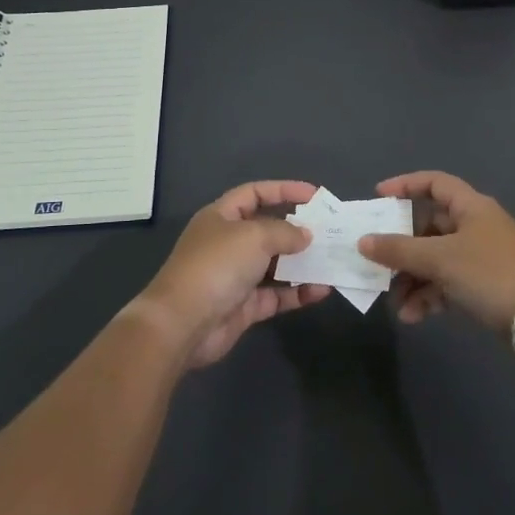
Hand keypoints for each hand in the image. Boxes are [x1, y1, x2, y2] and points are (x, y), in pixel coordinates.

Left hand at [140, 181, 330, 366]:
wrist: (182, 323)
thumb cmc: (216, 265)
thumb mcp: (254, 236)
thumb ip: (285, 232)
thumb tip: (306, 236)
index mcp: (221, 216)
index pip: (255, 193)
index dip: (283, 190)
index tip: (314, 195)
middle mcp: (228, 243)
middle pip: (268, 229)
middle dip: (297, 229)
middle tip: (330, 231)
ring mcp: (236, 276)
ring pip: (275, 264)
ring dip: (302, 263)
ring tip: (332, 260)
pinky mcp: (244, 306)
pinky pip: (277, 294)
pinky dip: (298, 292)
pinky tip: (322, 290)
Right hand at [356, 171, 514, 332]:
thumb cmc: (489, 274)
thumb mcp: (439, 259)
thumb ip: (398, 250)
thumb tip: (363, 241)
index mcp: (471, 207)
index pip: (434, 183)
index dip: (405, 185)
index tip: (377, 198)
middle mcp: (475, 225)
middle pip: (428, 226)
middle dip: (401, 248)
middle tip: (377, 262)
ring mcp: (480, 256)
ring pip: (435, 259)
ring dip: (412, 279)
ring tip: (396, 304)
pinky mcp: (483, 284)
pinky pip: (446, 282)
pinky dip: (429, 296)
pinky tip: (413, 317)